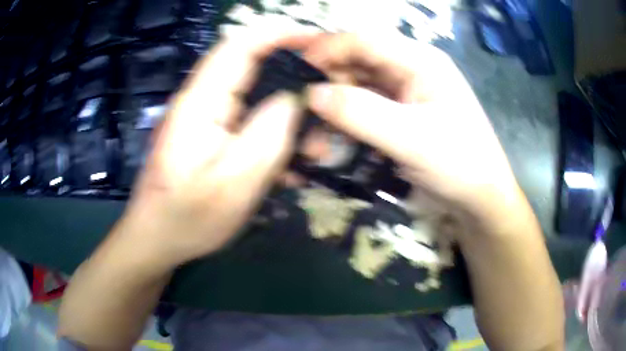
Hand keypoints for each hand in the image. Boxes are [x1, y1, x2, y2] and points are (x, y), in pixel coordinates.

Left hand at [119, 31, 315, 266]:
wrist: (156, 240)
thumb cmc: (187, 218)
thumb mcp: (235, 183)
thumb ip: (268, 134)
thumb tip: (294, 98)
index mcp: (201, 101)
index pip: (241, 45)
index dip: (279, 34)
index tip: (317, 42)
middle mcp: (203, 101)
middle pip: (253, 69)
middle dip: (294, 80)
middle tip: (325, 106)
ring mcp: (207, 119)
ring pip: (256, 99)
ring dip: (288, 117)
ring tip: (313, 149)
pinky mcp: (211, 137)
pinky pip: (249, 124)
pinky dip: (274, 136)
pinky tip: (289, 165)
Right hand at [301, 33, 528, 236]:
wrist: (480, 199)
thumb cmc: (459, 164)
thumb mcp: (412, 139)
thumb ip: (360, 113)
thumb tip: (311, 94)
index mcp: (420, 60)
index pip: (364, 40)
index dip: (327, 50)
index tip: (295, 72)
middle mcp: (410, 68)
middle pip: (357, 61)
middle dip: (327, 83)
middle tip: (302, 113)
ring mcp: (405, 91)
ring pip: (357, 85)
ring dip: (333, 106)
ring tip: (315, 138)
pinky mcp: (400, 113)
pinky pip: (364, 106)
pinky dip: (345, 120)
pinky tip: (333, 139)